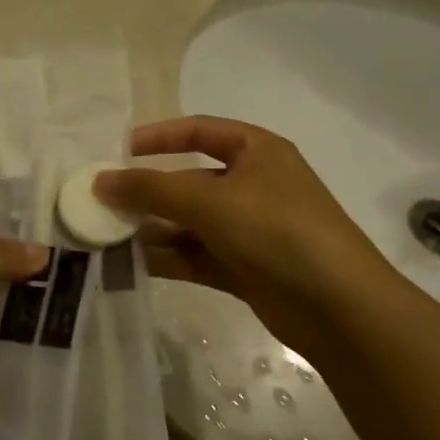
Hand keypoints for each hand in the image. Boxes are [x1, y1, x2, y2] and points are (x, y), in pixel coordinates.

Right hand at [94, 116, 397, 344]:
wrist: (340, 308)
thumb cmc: (276, 230)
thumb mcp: (209, 201)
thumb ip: (150, 189)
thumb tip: (100, 181)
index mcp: (256, 151)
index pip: (198, 131)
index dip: (159, 137)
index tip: (120, 150)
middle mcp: (254, 185)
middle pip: (190, 180)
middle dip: (149, 191)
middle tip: (106, 202)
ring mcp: (251, 229)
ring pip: (191, 222)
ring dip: (154, 227)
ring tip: (111, 235)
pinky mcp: (246, 268)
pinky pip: (197, 254)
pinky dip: (169, 257)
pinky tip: (134, 263)